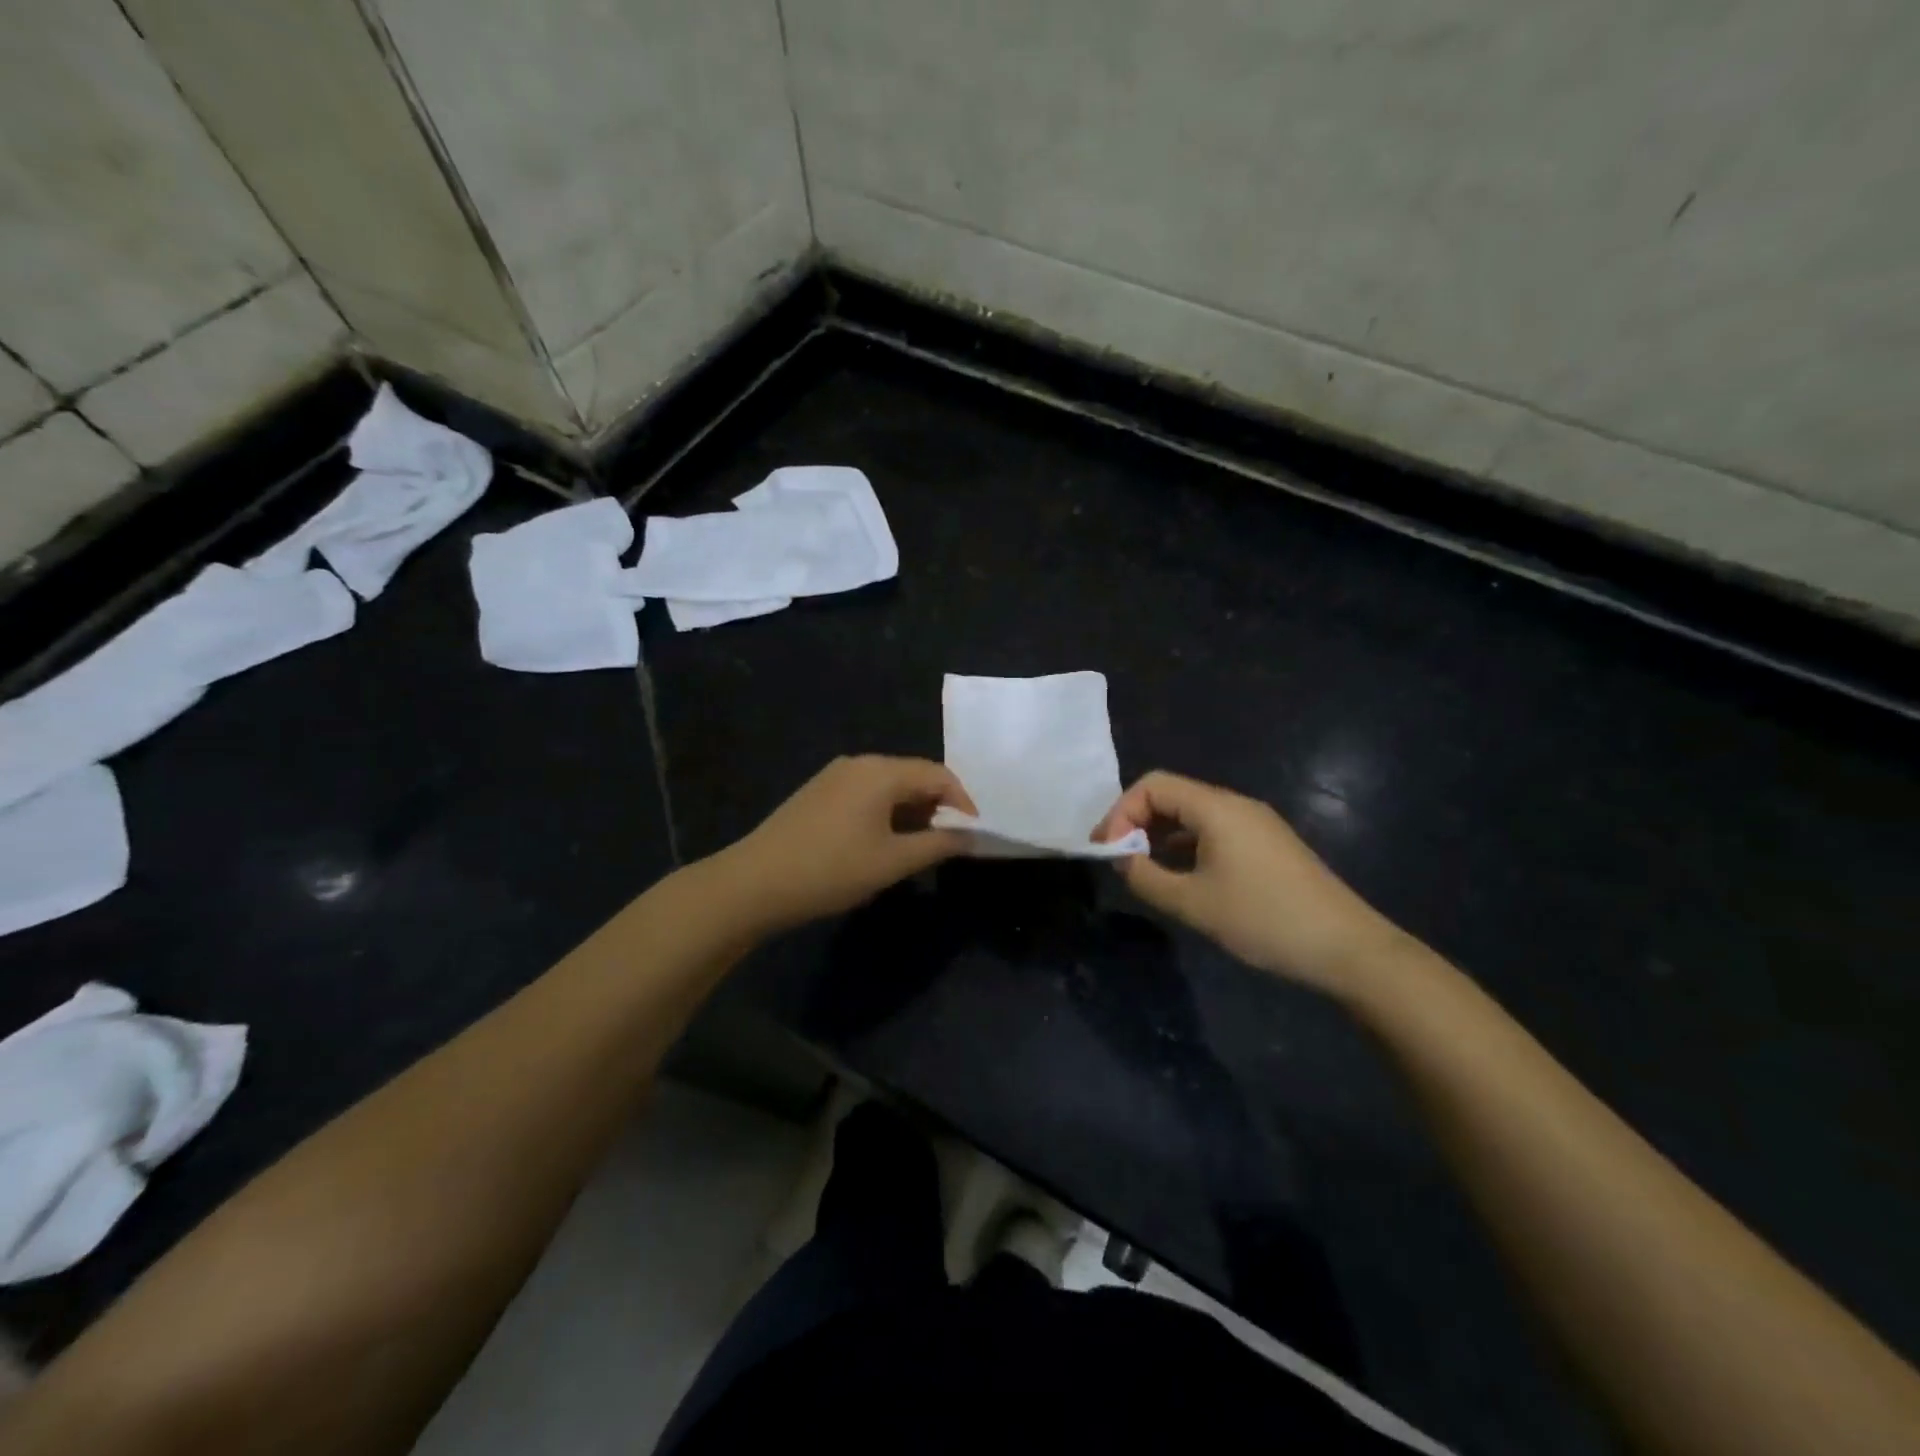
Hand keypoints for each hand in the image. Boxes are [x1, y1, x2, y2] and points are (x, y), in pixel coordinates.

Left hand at [712, 756, 975, 933]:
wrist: (754, 883)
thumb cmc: (832, 870)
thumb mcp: (893, 862)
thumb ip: (938, 845)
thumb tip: (970, 836)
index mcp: (881, 771)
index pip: (938, 774)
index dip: (963, 802)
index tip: (974, 835)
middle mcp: (859, 763)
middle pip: (913, 775)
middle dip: (938, 807)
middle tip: (949, 843)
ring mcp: (834, 776)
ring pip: (888, 786)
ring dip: (911, 812)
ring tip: (919, 847)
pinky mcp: (818, 793)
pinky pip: (865, 794)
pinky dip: (885, 813)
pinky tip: (882, 842)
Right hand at [1095, 770, 1402, 995]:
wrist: (1347, 948)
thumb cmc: (1263, 919)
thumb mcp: (1193, 904)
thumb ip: (1146, 878)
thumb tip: (1121, 859)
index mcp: (1216, 808)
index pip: (1152, 785)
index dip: (1121, 812)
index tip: (1107, 850)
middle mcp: (1235, 805)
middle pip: (1171, 795)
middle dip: (1136, 822)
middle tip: (1118, 859)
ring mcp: (1255, 824)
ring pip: (1192, 815)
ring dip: (1160, 835)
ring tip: (1143, 870)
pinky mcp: (1267, 845)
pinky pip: (1213, 831)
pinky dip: (1185, 845)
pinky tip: (1180, 876)